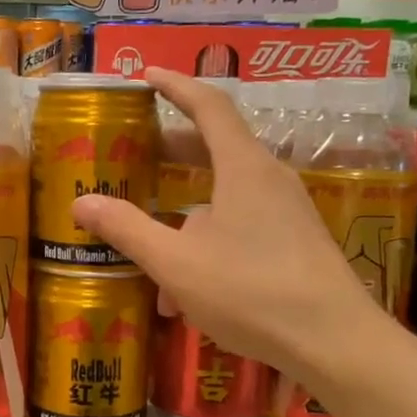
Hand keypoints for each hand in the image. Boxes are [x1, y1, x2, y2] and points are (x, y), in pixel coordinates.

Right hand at [71, 68, 380, 373]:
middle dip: (172, 149)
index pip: (208, 106)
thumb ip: (128, 229)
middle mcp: (269, 179)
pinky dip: (207, 242)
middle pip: (216, 148)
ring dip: (184, 213)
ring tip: (150, 245)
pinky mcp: (295, 242)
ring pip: (225, 197)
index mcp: (243, 167)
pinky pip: (241, 227)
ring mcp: (287, 212)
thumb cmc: (251, 291)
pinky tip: (184, 294)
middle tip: (136, 150)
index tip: (146, 75)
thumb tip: (81, 202)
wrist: (334, 341)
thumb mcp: (176, 263)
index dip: (175, 86)